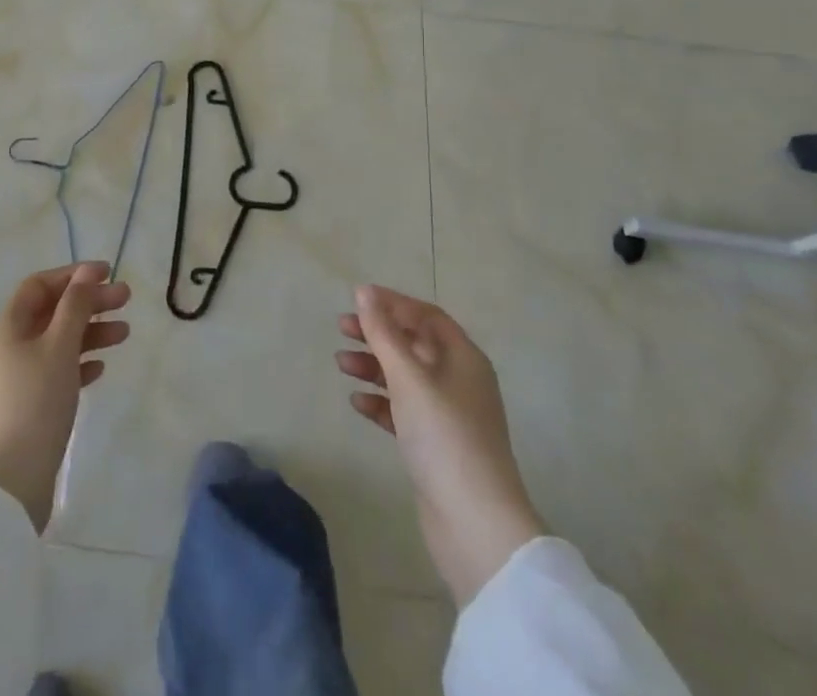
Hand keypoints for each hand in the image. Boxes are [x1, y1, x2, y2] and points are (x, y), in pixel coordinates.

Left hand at [0, 262, 131, 532]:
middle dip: (89, 302)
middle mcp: (9, 346)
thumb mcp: (59, 347)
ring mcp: (17, 378)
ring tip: (124, 333)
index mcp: (8, 326)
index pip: (40, 285)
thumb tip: (86, 272)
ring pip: (58, 342)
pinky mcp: (27, 407)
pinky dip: (79, 363)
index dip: (73, 275)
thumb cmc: (34, 403)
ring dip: (90, 332)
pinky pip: (56, 372)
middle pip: (52, 312)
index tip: (108, 273)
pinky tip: (101, 367)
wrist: (7, 485)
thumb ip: (75, 306)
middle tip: (126, 299)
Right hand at [337, 284, 545, 605]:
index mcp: (463, 358)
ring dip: (374, 367)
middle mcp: (460, 380)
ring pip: (406, 377)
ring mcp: (449, 415)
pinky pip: (404, 411)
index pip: (426, 315)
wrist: (475, 524)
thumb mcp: (408, 377)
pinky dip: (381, 402)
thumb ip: (383, 333)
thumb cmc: (444, 436)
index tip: (357, 299)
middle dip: (378, 334)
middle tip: (342, 328)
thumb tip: (364, 291)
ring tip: (341, 365)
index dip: (393, 303)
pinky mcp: (437, 446)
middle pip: (414, 344)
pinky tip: (358, 404)